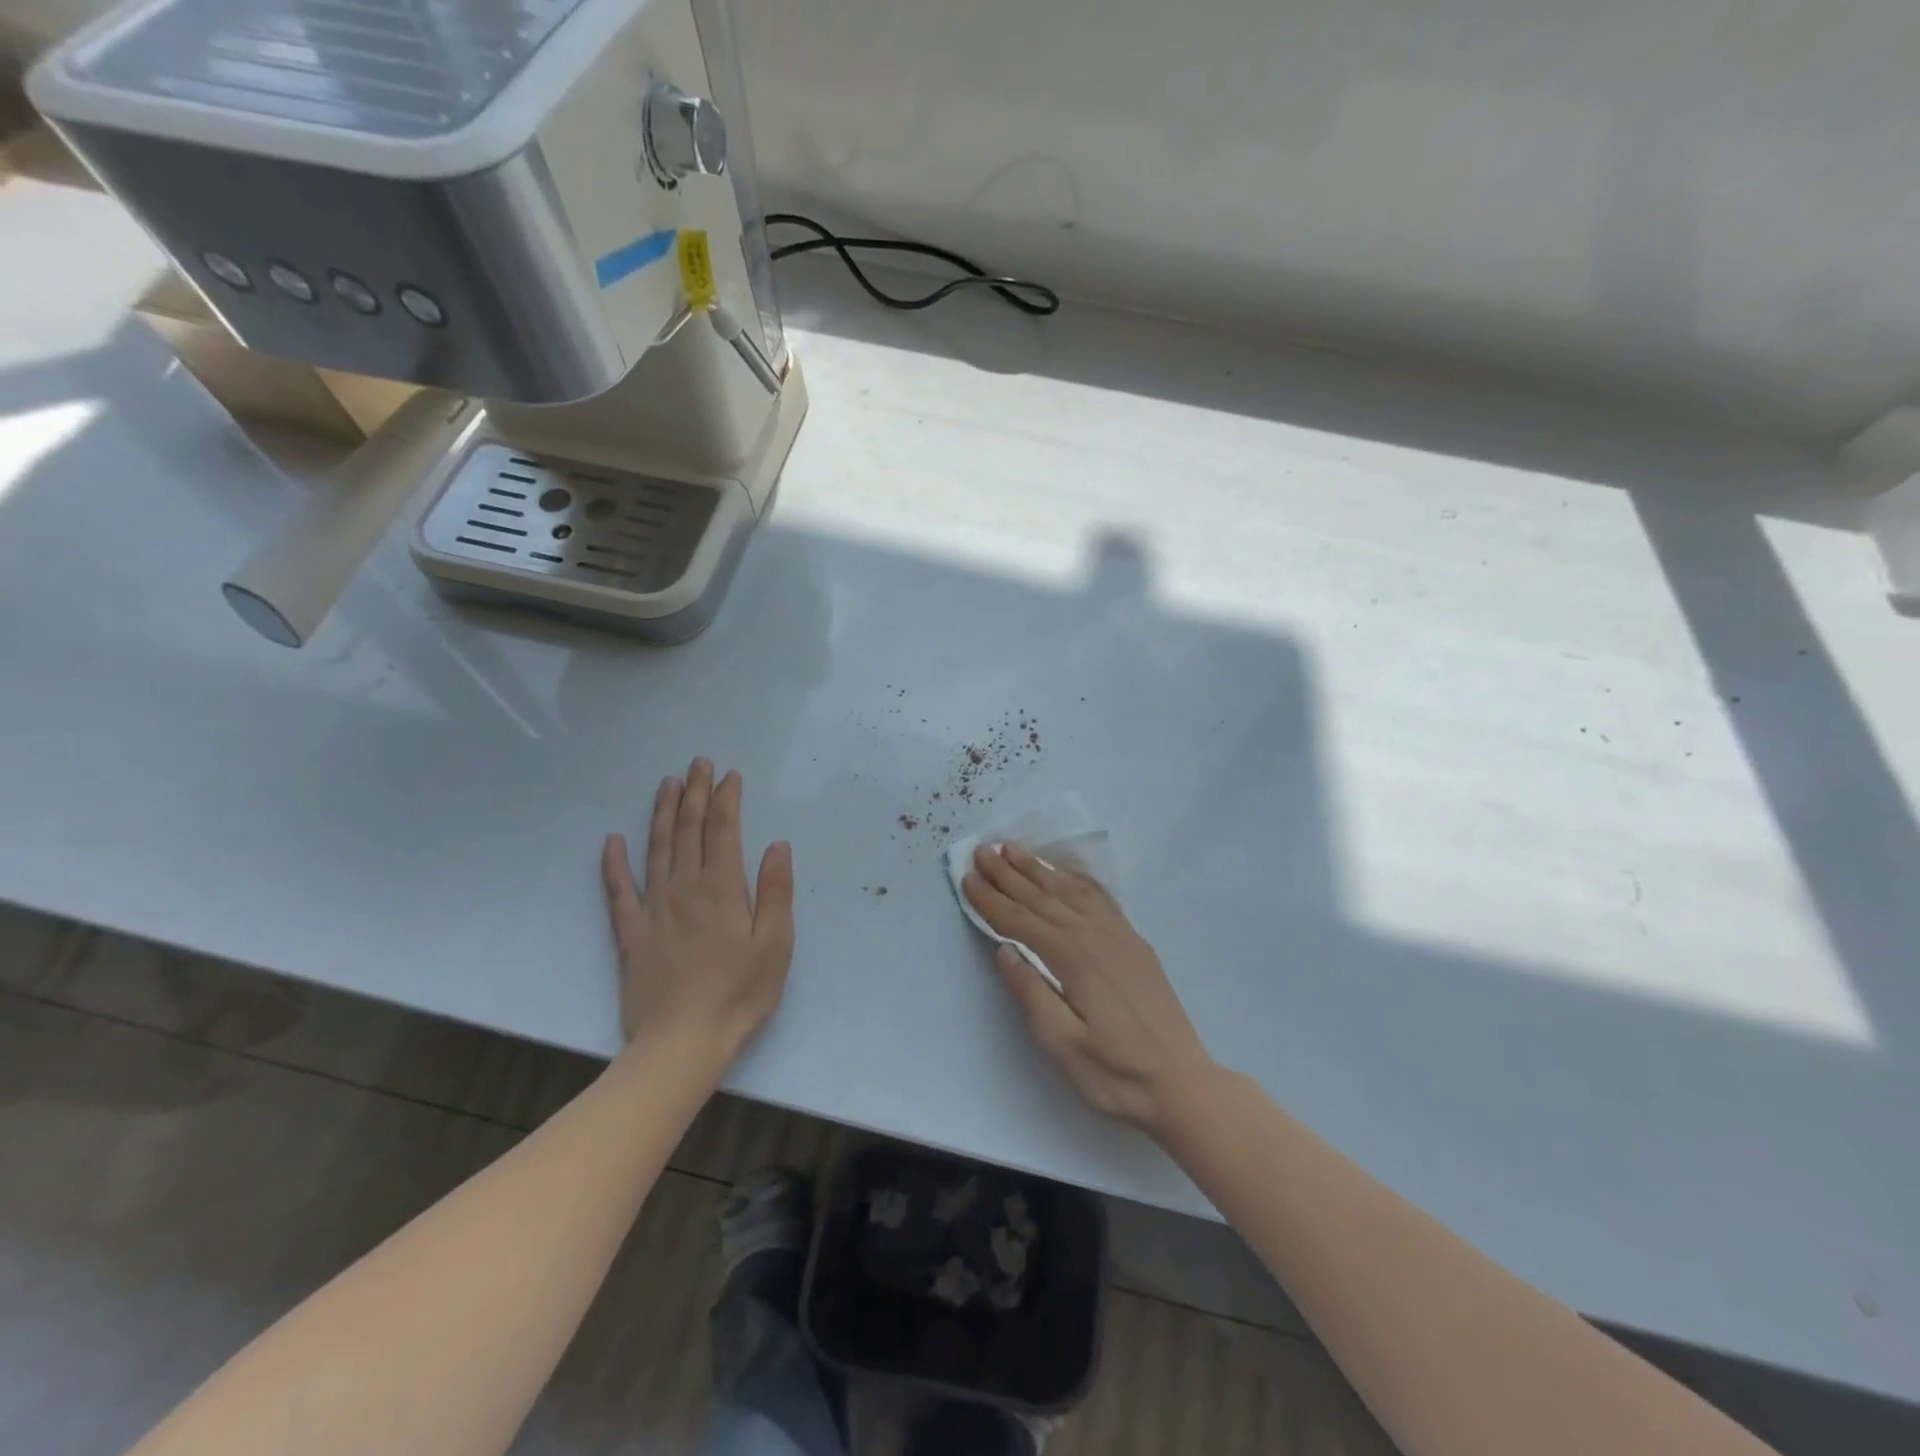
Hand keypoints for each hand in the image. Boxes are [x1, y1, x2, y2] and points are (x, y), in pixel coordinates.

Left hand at [601, 758, 794, 1065]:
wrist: (682, 1043)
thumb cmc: (740, 994)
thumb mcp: (775, 944)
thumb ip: (775, 891)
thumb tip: (776, 845)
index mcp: (722, 889)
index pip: (723, 831)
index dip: (726, 799)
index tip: (729, 775)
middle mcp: (685, 889)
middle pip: (688, 831)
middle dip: (694, 794)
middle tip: (697, 763)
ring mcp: (653, 910)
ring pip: (656, 850)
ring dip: (661, 814)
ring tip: (667, 784)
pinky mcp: (631, 934)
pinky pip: (618, 891)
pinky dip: (614, 864)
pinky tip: (612, 841)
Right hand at [963, 843, 1214, 1133]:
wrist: (1182, 1083)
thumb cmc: (1115, 1073)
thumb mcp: (1062, 1044)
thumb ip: (1031, 993)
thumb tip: (1004, 951)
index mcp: (1073, 958)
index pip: (1020, 921)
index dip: (991, 900)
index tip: (966, 878)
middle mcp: (1095, 935)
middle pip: (1042, 897)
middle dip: (1008, 873)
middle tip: (982, 850)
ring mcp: (1119, 935)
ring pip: (1070, 890)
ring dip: (1039, 869)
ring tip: (1013, 849)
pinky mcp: (1134, 942)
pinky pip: (1099, 897)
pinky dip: (1077, 879)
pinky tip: (1065, 873)